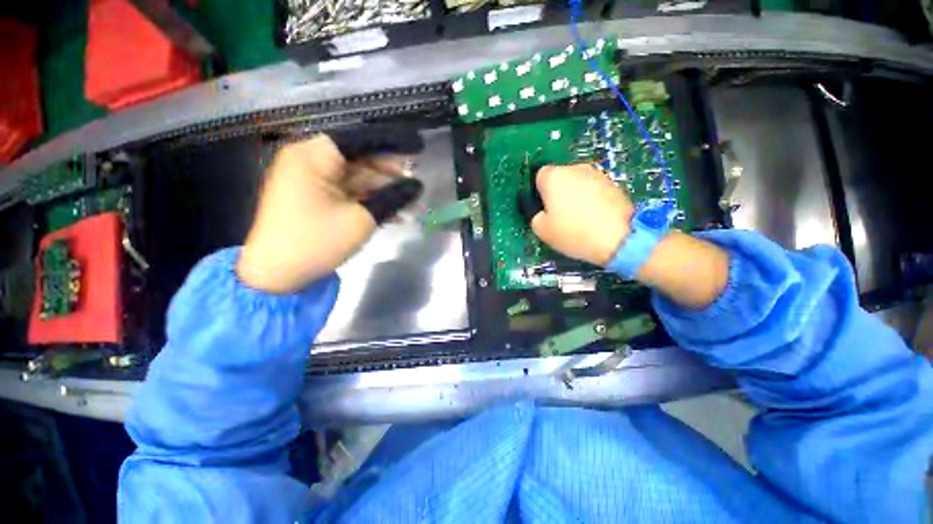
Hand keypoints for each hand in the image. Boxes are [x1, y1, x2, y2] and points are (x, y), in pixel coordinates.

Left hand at [237, 131, 422, 293]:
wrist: (277, 275)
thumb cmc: (316, 242)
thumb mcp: (361, 219)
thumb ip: (393, 198)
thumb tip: (417, 185)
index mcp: (314, 156)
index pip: (361, 138)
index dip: (394, 142)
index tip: (419, 147)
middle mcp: (310, 161)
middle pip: (360, 157)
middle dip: (391, 172)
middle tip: (416, 184)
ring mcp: (312, 180)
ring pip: (358, 176)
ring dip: (385, 190)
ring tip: (412, 203)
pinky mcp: (316, 197)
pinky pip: (349, 191)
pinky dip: (371, 199)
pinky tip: (395, 213)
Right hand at [530, 164, 633, 265]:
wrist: (618, 237)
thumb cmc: (573, 232)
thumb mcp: (541, 229)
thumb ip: (534, 214)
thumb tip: (540, 210)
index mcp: (554, 176)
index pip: (539, 176)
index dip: (538, 192)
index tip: (542, 208)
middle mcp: (575, 168)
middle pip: (559, 178)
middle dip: (557, 192)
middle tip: (559, 215)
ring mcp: (597, 174)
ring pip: (577, 183)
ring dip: (574, 195)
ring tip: (579, 218)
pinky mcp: (613, 183)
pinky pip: (593, 189)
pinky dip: (591, 199)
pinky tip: (593, 217)